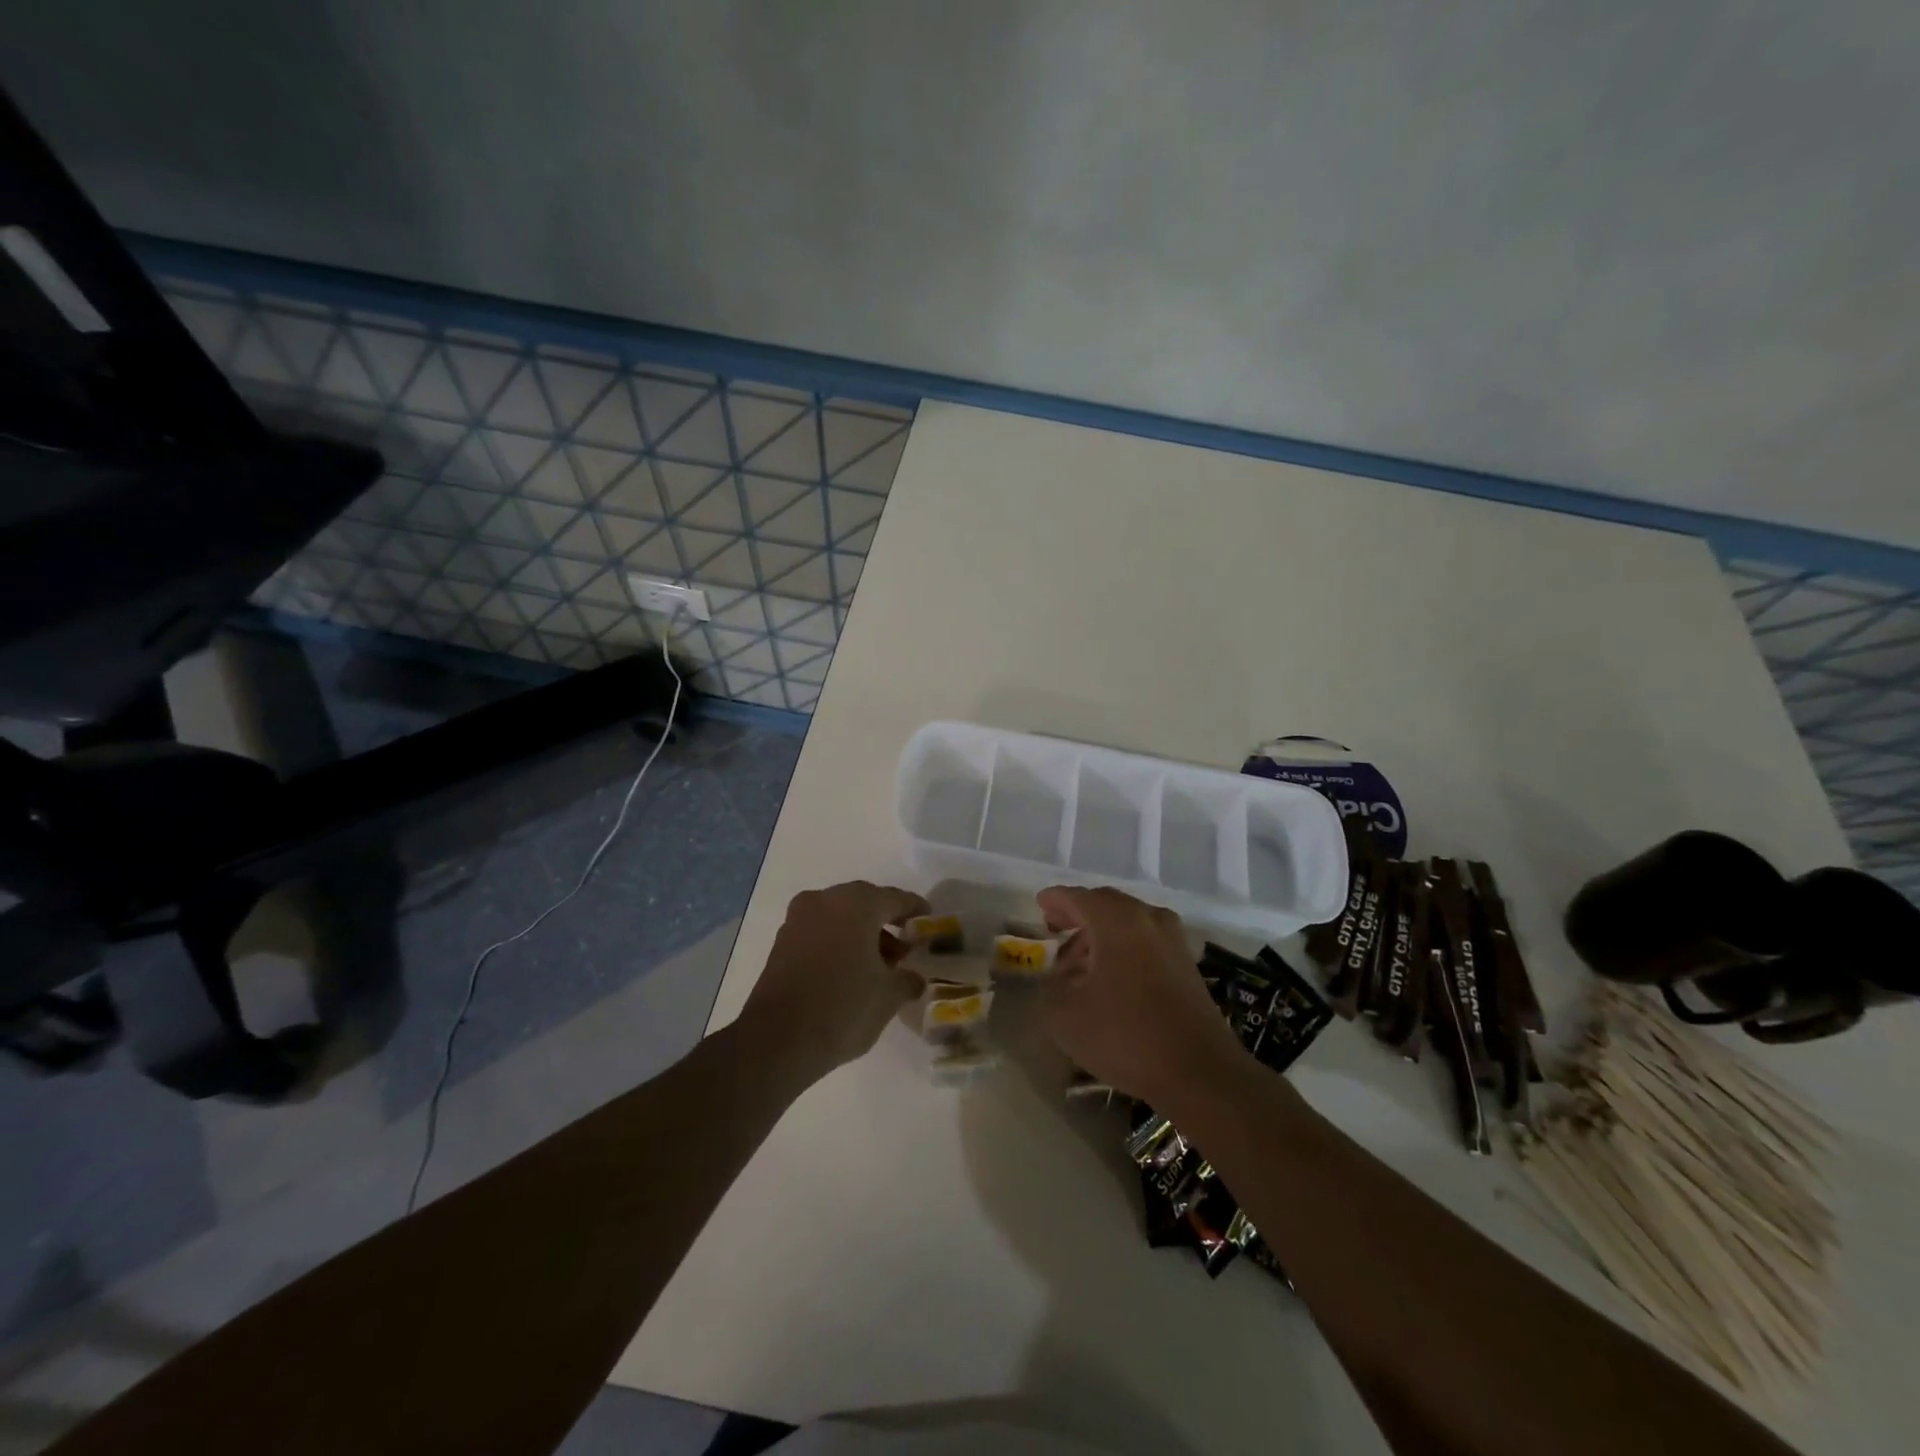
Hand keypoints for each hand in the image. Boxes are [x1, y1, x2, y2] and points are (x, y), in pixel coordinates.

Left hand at [739, 881, 928, 1081]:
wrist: (777, 1040)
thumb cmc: (843, 1008)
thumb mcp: (888, 996)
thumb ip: (907, 980)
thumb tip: (914, 979)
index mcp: (856, 904)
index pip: (894, 898)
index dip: (914, 909)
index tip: (928, 918)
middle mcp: (825, 901)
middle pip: (864, 903)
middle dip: (885, 921)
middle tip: (904, 945)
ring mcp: (798, 919)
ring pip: (839, 916)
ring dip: (861, 933)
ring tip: (879, 965)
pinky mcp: (781, 942)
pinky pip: (820, 931)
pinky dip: (838, 942)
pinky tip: (850, 970)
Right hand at [1038, 885, 1247, 1107]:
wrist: (1200, 1072)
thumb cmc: (1126, 1035)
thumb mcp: (1065, 1016)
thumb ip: (1050, 987)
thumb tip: (1056, 977)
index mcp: (1116, 919)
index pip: (1077, 897)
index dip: (1055, 900)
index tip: (1039, 905)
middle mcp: (1147, 919)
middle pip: (1106, 904)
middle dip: (1078, 915)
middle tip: (1056, 930)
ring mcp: (1172, 941)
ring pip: (1128, 923)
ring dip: (1101, 935)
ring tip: (1079, 964)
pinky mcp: (1187, 965)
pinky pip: (1146, 942)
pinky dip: (1124, 948)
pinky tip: (1112, 979)